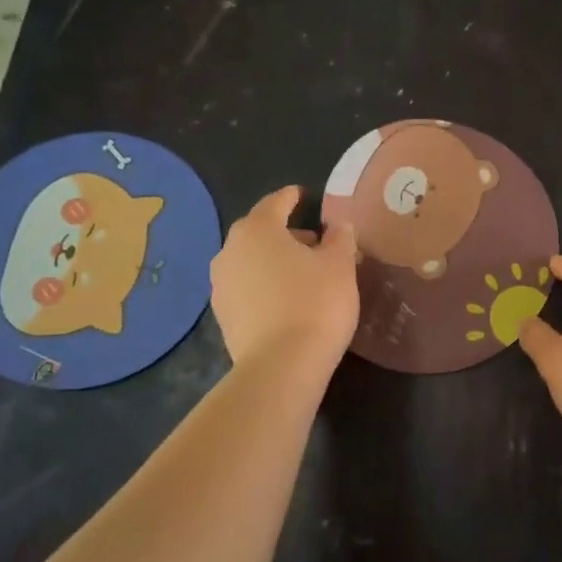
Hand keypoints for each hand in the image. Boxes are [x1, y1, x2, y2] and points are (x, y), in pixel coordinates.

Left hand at [211, 186, 358, 375]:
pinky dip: (264, 284)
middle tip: (313, 241)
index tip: (303, 195)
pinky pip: (246, 287)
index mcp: (258, 230)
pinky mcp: (223, 315)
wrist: (281, 366)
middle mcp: (231, 251)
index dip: (291, 197)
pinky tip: (285, 298)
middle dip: (284, 232)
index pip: (275, 203)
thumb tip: (337, 225)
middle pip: (258, 232)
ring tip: (302, 272)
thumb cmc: (315, 303)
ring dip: (272, 260)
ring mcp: (221, 285)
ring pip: (250, 261)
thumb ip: (339, 238)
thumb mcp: (339, 265)